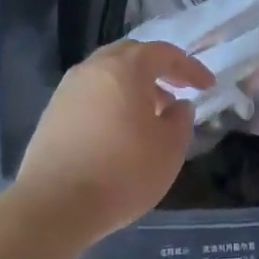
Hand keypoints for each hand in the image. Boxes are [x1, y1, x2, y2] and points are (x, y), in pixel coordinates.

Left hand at [13, 40, 214, 240]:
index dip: (189, 67)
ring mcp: (67, 90)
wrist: (54, 205)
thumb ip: (180, 120)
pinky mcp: (52, 114)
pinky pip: (90, 94)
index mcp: (125, 68)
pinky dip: (110, 101)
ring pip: (107, 74)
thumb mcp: (169, 149)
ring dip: (132, 86)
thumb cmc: (122, 172)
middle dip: (157, 69)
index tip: (207, 85)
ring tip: (150, 114)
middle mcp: (93, 69)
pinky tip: (119, 130)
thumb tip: (177, 105)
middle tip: (176, 89)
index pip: (164, 54)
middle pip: (130, 55)